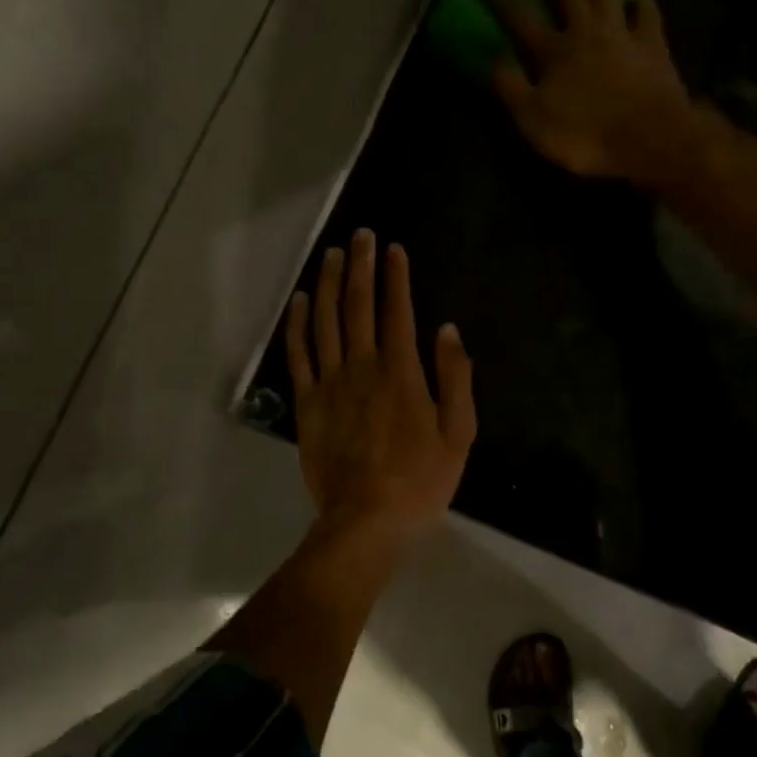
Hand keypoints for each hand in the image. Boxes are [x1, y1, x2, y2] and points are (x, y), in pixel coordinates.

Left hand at [285, 229, 475, 546]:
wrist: (365, 520)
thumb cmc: (420, 480)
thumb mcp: (458, 434)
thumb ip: (454, 378)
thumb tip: (446, 330)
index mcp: (402, 373)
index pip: (398, 311)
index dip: (396, 277)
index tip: (394, 248)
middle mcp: (362, 367)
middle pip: (359, 306)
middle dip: (362, 267)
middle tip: (361, 235)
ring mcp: (330, 383)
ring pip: (326, 322)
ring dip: (330, 284)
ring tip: (333, 255)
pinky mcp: (307, 403)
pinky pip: (299, 355)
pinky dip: (299, 324)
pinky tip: (302, 300)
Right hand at [489, 0, 705, 184]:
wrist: (649, 138)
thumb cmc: (586, 135)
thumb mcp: (534, 120)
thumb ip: (511, 87)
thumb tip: (492, 57)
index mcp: (553, 52)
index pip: (520, 19)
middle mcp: (585, 32)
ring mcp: (622, 33)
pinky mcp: (652, 43)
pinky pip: (646, 10)